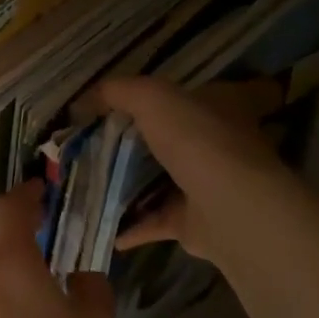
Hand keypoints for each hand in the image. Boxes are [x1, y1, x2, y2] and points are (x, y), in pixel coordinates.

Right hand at [97, 76, 285, 263]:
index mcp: (218, 107)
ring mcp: (208, 186)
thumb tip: (89, 97)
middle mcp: (218, 145)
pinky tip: (104, 226)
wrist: (230, 207)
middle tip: (95, 147)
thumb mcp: (153, 98)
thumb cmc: (197, 141)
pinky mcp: (194, 222)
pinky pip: (155, 221)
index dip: (160, 98)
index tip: (122, 107)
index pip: (191, 95)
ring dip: (131, 187)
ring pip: (162, 182)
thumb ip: (121, 91)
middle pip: (171, 140)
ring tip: (93, 185)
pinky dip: (132, 226)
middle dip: (137, 145)